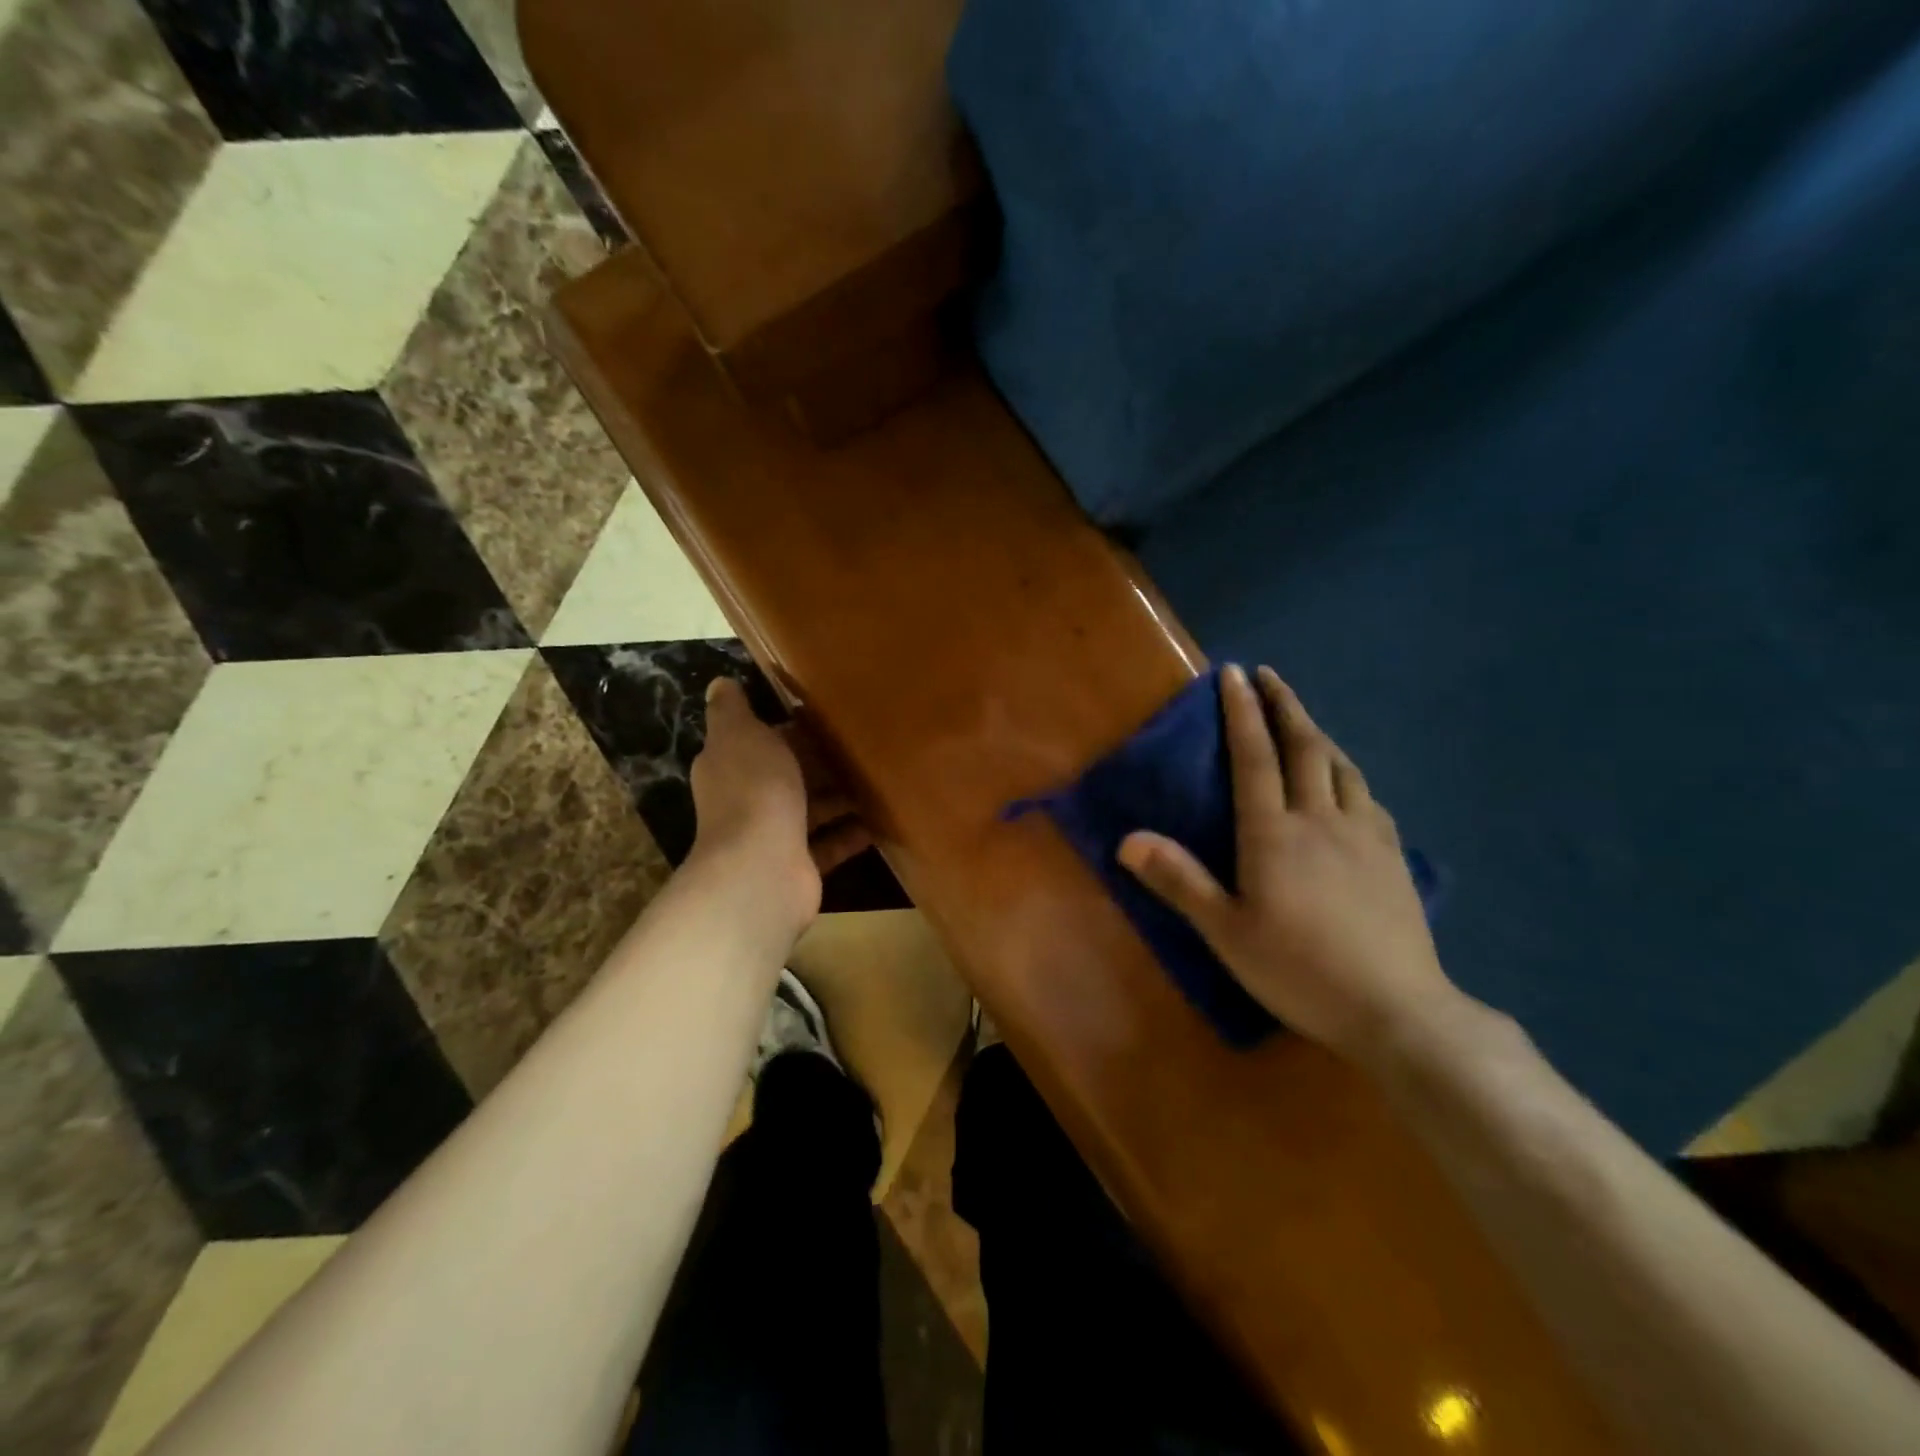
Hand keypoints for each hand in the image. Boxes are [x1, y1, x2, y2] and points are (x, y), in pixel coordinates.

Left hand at [687, 677, 873, 940]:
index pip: (763, 741)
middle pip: (789, 776)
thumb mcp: (740, 734)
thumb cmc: (754, 790)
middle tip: (866, 746)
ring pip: (810, 810)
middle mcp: (747, 800)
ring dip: (840, 798)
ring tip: (879, 780)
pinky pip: (829, 845)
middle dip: (822, 763)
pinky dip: (850, 834)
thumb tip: (719, 684)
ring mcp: (772, 835)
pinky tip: (878, 822)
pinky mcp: (798, 864)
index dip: (793, 730)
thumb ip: (731, 710)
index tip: (831, 717)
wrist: (761, 867)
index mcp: (731, 765)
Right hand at [1118, 664, 1459, 1060]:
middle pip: (1304, 746)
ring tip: (1303, 720)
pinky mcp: (1393, 855)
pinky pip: (1367, 795)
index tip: (1233, 673)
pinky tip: (1347, 781)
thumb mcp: (1226, 932)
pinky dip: (1348, 772)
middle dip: (1284, 705)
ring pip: (1341, 766)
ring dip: (1318, 733)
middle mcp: (1320, 819)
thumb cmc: (1298, 970)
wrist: (1396, 1009)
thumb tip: (1127, 840)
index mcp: (1274, 833)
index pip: (1255, 756)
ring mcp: (1364, 834)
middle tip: (1270, 676)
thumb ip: (1179, 881)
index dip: (1241, 712)